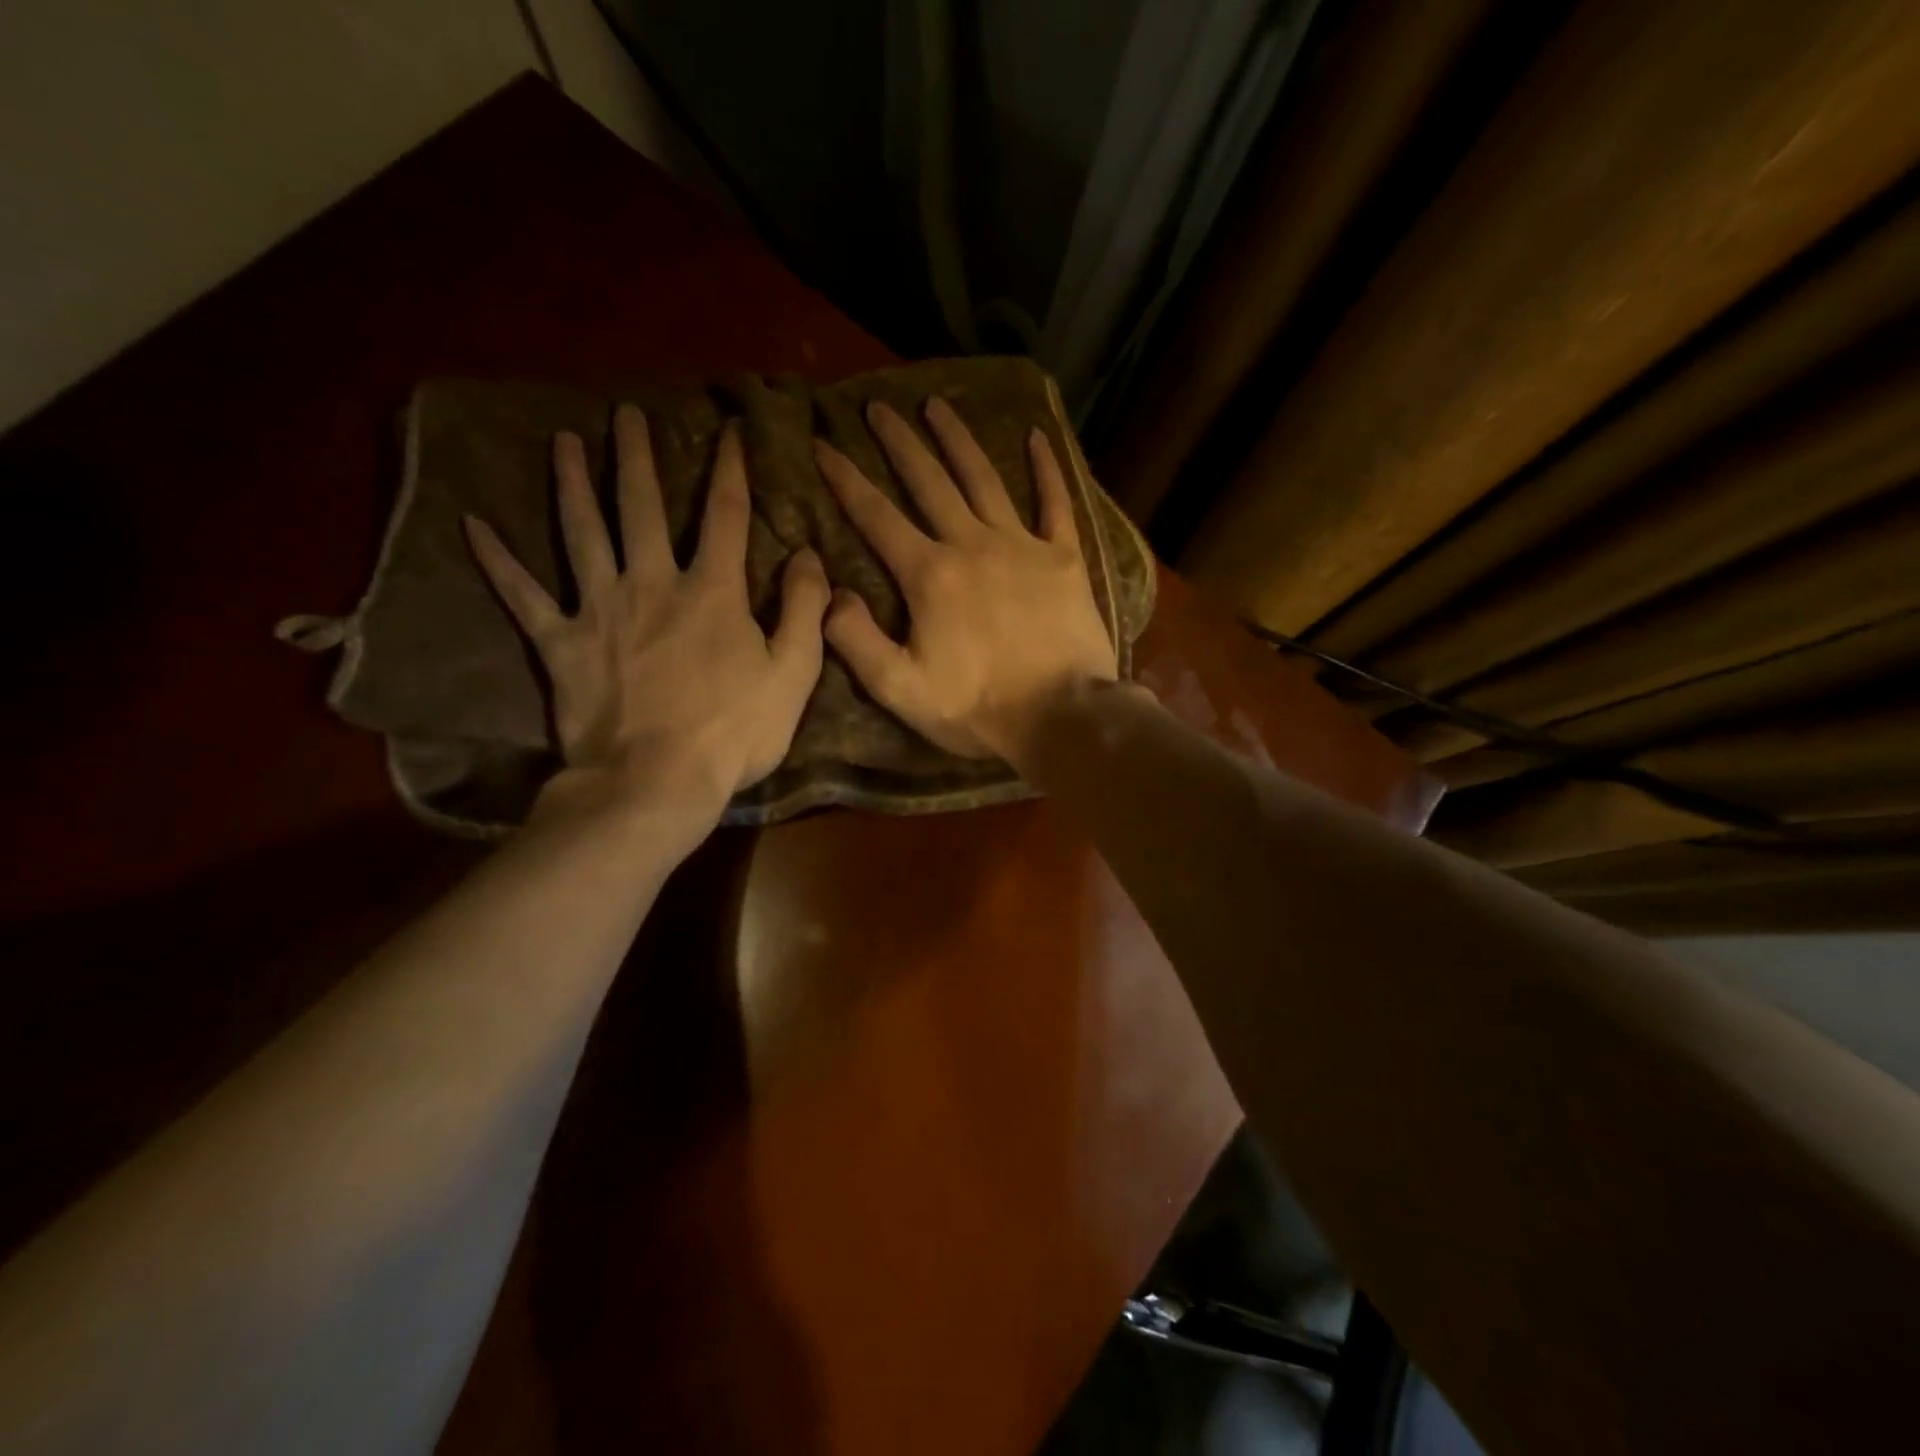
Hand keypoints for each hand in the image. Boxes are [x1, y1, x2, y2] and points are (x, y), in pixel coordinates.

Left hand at [464, 405, 828, 817]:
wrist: (656, 781)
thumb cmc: (734, 732)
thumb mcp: (793, 674)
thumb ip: (805, 610)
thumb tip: (808, 555)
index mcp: (712, 591)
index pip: (725, 515)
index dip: (731, 469)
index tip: (730, 429)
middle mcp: (651, 583)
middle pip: (641, 506)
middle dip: (637, 456)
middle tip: (627, 414)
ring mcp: (599, 609)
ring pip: (581, 532)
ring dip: (571, 483)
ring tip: (562, 442)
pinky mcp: (560, 643)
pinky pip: (522, 595)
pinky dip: (497, 561)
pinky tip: (473, 525)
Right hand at [815, 398, 1116, 763]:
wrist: (1062, 717)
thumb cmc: (978, 709)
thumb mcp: (901, 689)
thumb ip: (856, 640)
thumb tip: (830, 593)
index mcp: (930, 576)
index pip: (876, 517)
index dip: (846, 479)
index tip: (823, 444)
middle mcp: (972, 545)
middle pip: (929, 482)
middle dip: (899, 443)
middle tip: (879, 407)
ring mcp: (1022, 547)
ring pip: (983, 479)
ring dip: (957, 440)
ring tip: (937, 405)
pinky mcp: (1064, 559)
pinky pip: (1055, 502)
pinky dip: (1046, 468)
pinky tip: (1037, 436)